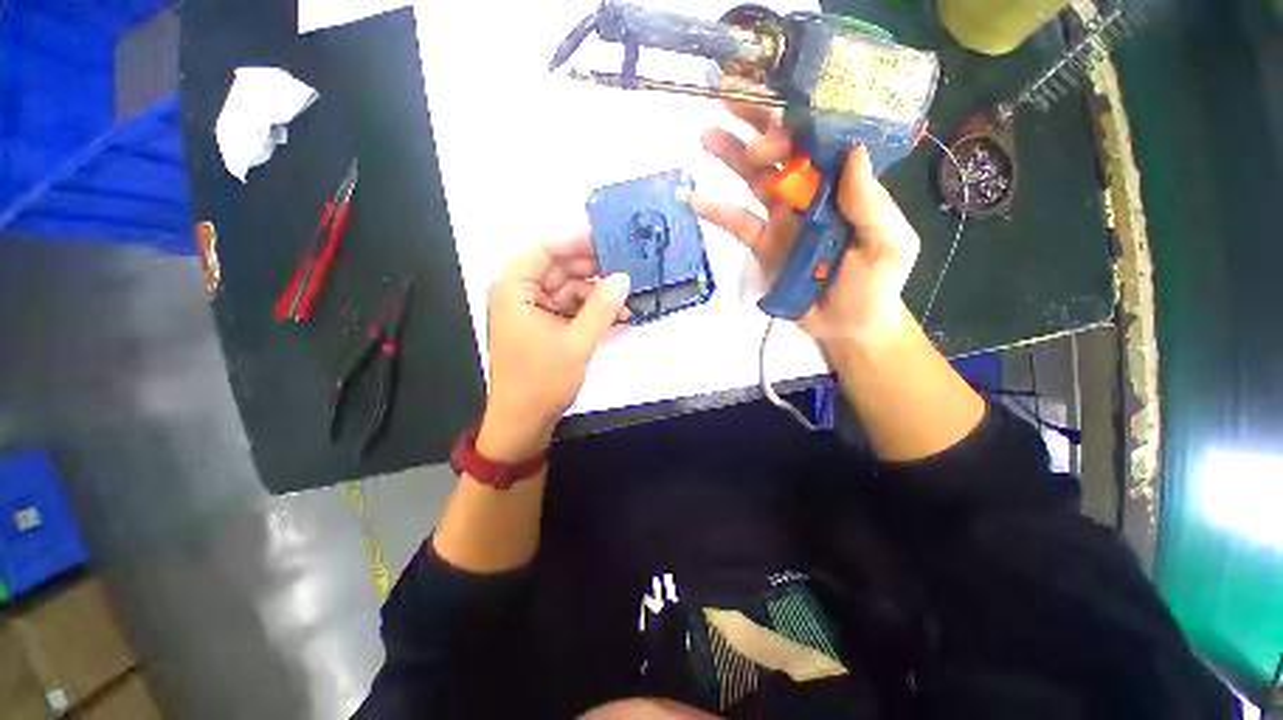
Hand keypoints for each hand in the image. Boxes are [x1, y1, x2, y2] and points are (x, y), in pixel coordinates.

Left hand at [479, 234, 629, 460]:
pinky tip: (618, 316)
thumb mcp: (577, 341)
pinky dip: (591, 311)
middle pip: (559, 269)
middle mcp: (520, 294)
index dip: (576, 243)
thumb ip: (601, 307)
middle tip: (627, 269)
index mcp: (514, 289)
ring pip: (568, 290)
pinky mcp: (544, 327)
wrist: (524, 422)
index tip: (609, 241)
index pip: (544, 250)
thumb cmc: (542, 380)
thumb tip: (624, 277)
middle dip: (593, 271)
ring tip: (628, 300)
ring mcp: (533, 311)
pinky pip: (570, 309)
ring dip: (597, 295)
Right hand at [691, 101, 921, 352]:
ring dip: (730, 156)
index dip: (795, 121)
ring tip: (707, 135)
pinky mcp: (761, 244)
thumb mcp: (888, 244)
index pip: (817, 140)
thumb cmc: (875, 286)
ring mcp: (781, 219)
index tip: (772, 114)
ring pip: (754, 179)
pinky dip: (716, 212)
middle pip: (781, 150)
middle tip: (728, 100)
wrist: (846, 325)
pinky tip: (695, 200)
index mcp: (841, 185)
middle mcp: (809, 193)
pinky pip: (737, 223)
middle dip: (756, 124)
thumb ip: (871, 204)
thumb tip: (853, 152)